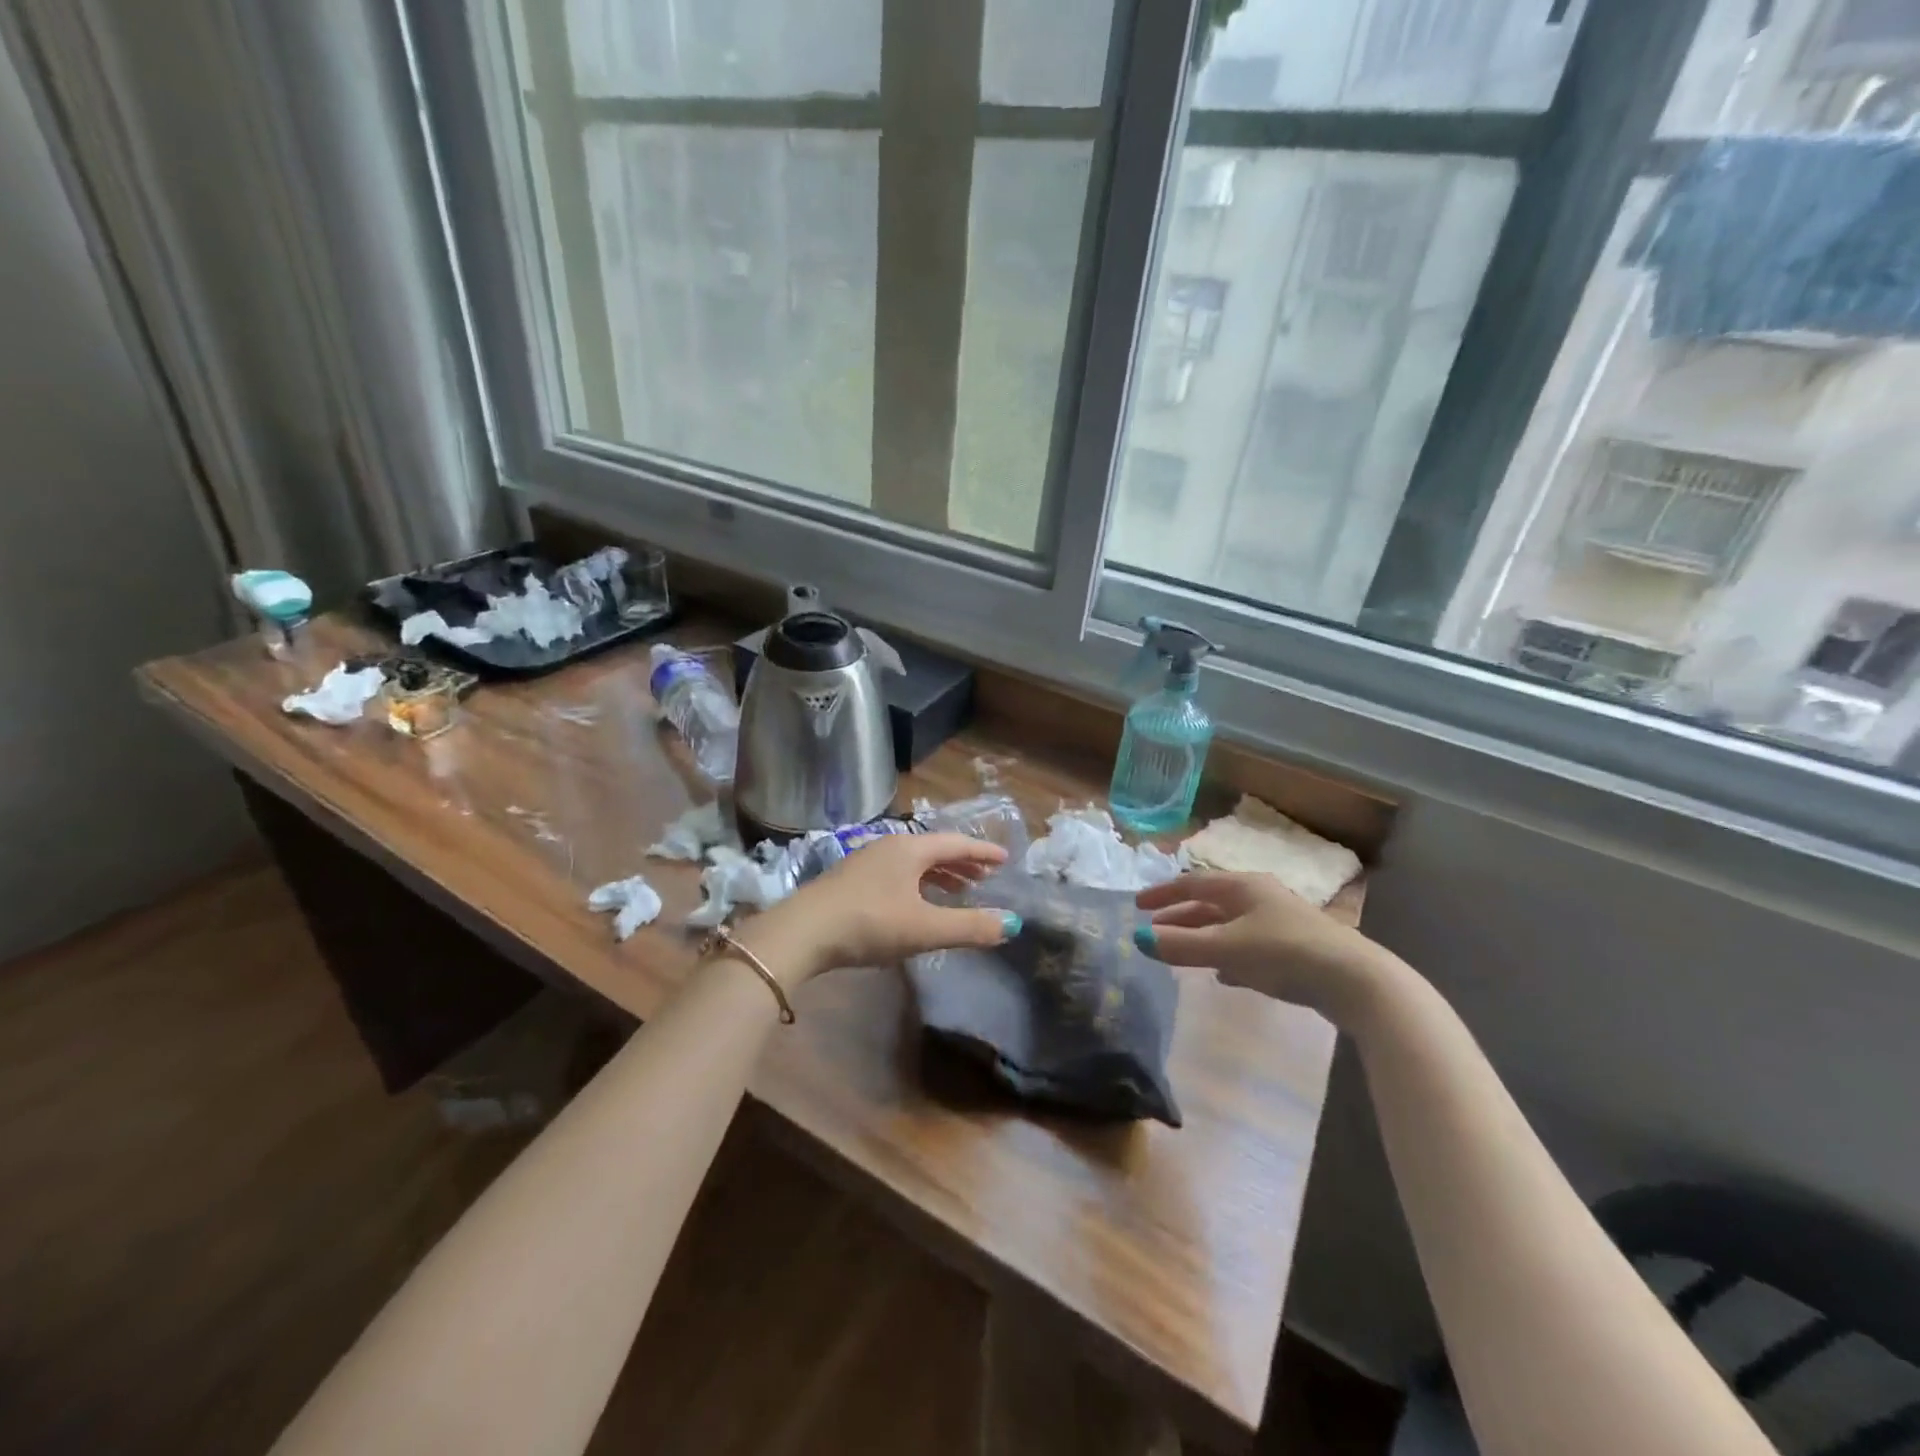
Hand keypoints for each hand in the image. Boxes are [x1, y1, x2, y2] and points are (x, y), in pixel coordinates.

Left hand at [735, 833, 1019, 986]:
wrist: (802, 932)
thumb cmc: (870, 923)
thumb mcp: (925, 928)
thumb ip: (969, 926)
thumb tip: (1012, 924)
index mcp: (910, 849)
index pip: (956, 843)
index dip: (982, 852)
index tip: (1004, 859)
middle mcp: (889, 846)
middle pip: (934, 850)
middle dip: (961, 864)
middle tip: (984, 878)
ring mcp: (866, 861)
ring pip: (913, 863)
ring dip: (938, 875)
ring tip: (956, 891)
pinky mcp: (850, 880)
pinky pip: (896, 874)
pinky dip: (916, 883)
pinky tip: (915, 904)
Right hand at [1133, 871, 1399, 1024]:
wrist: (1354, 981)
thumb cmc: (1284, 953)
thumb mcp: (1227, 948)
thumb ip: (1182, 945)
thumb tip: (1138, 939)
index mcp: (1243, 887)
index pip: (1192, 883)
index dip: (1163, 893)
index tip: (1137, 905)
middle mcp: (1260, 898)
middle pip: (1210, 903)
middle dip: (1180, 917)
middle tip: (1154, 930)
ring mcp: (1279, 923)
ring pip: (1229, 926)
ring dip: (1202, 937)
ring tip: (1180, 952)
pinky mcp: (1293, 950)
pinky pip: (1249, 947)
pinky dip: (1228, 956)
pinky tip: (1223, 975)